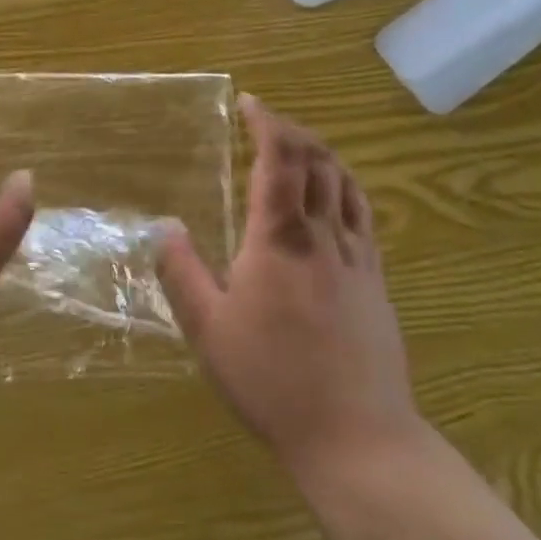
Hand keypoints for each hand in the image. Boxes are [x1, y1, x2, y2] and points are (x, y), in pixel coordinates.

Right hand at [157, 95, 420, 477]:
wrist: (357, 436)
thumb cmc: (272, 380)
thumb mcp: (209, 331)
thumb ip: (182, 273)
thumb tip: (164, 225)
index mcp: (280, 240)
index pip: (279, 160)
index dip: (267, 123)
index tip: (250, 103)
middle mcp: (323, 236)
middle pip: (318, 161)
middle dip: (293, 130)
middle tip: (268, 121)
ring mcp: (357, 257)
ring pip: (346, 183)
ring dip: (322, 153)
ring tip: (300, 147)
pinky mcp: (376, 280)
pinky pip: (363, 214)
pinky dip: (346, 187)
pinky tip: (336, 198)